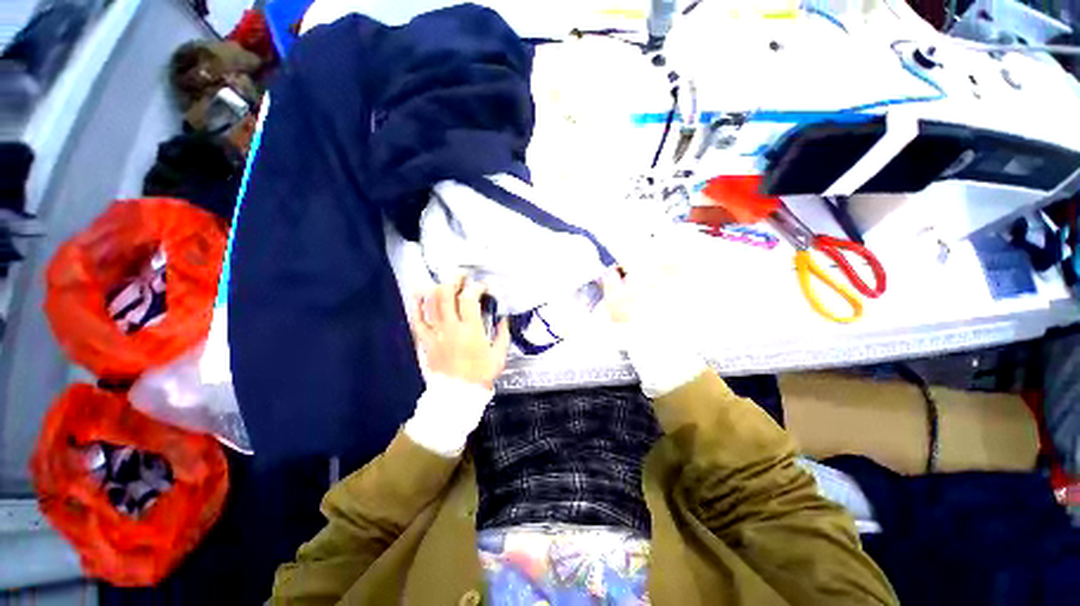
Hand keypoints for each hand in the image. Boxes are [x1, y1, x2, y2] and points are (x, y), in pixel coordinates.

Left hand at [410, 275, 509, 389]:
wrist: (458, 395)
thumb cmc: (480, 374)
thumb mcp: (499, 355)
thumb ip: (502, 334)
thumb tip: (504, 318)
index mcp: (471, 330)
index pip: (470, 299)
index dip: (476, 287)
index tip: (482, 287)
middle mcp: (451, 327)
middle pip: (447, 295)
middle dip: (454, 280)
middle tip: (461, 276)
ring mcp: (435, 333)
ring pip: (430, 303)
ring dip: (436, 288)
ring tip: (442, 281)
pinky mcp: (424, 341)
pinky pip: (416, 319)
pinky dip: (416, 305)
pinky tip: (419, 294)